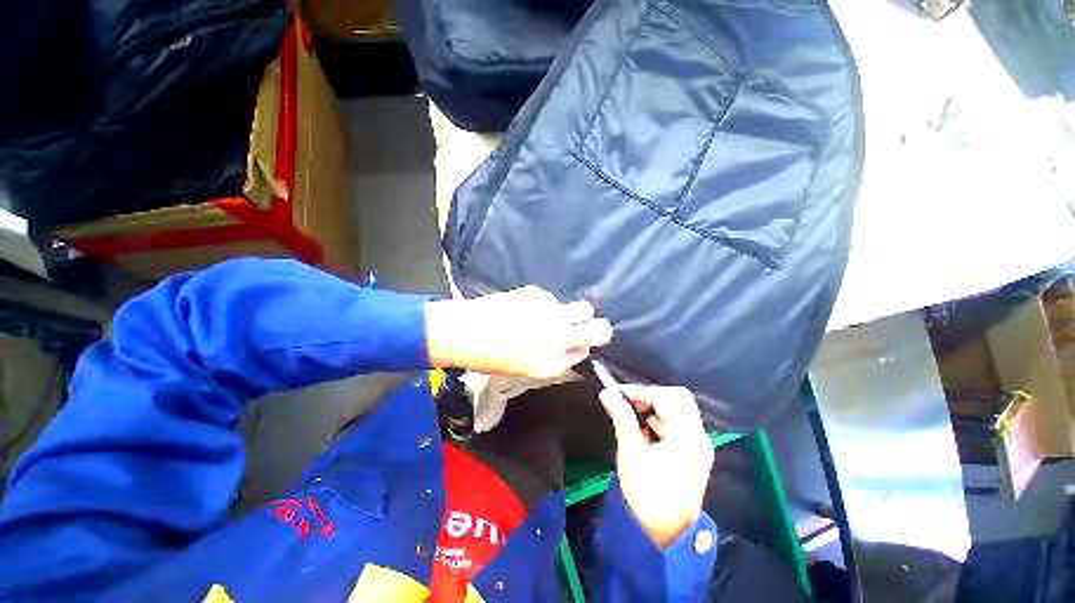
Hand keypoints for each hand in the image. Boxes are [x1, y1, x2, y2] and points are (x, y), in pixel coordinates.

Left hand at [425, 286, 612, 377]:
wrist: (464, 331)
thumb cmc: (491, 357)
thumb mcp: (528, 369)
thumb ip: (556, 360)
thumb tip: (576, 348)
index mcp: (551, 362)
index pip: (585, 352)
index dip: (582, 347)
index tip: (576, 344)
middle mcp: (557, 337)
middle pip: (600, 328)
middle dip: (600, 329)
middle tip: (588, 327)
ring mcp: (550, 313)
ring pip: (583, 308)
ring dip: (575, 313)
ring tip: (552, 315)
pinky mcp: (538, 294)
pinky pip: (552, 300)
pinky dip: (544, 304)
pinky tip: (524, 308)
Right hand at [598, 385, 713, 546]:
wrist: (663, 534)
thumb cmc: (646, 493)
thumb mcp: (631, 452)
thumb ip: (621, 417)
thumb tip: (606, 393)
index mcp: (688, 437)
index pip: (666, 397)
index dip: (640, 391)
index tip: (617, 391)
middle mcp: (698, 437)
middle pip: (678, 398)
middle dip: (651, 395)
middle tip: (629, 400)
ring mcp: (698, 445)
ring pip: (678, 410)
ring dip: (654, 406)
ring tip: (631, 412)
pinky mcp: (693, 453)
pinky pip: (677, 424)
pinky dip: (659, 419)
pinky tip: (642, 428)